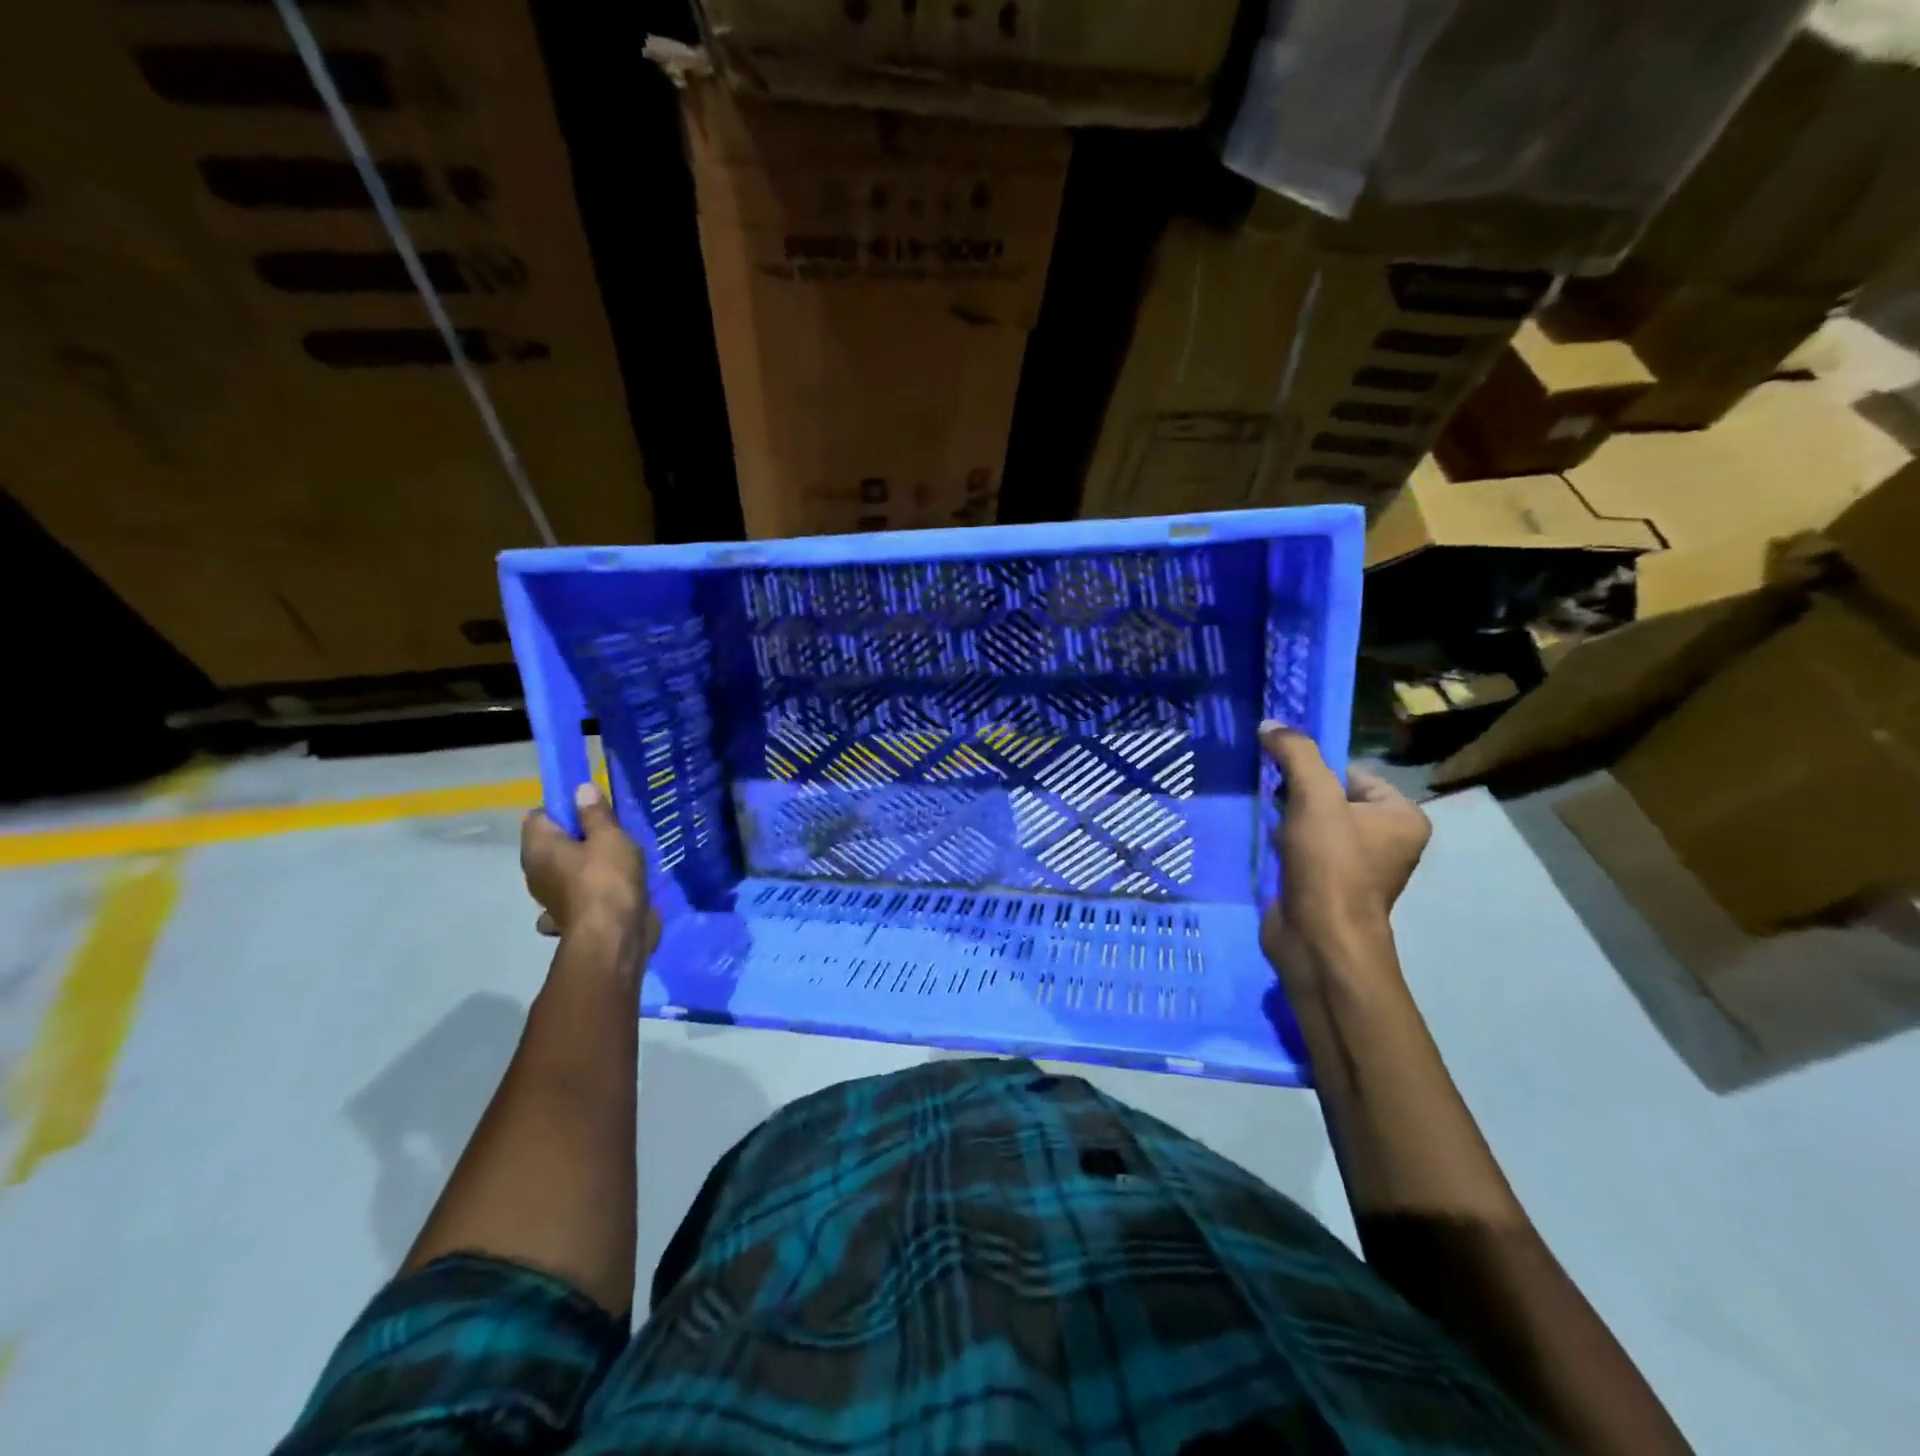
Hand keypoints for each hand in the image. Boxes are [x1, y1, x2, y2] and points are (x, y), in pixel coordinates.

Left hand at [520, 783, 654, 948]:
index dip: (564, 808)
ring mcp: (550, 899)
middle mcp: (536, 872)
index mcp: (538, 848)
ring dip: (583, 865)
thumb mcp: (609, 836)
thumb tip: (580, 789)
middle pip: (552, 844)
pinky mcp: (568, 918)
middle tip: (611, 832)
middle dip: (577, 837)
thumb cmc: (608, 879)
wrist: (614, 937)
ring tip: (618, 859)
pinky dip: (588, 891)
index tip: (593, 810)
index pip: (539, 816)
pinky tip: (611, 890)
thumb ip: (595, 812)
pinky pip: (576, 895)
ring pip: (564, 871)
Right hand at [1260, 722, 1429, 977]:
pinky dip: (1284, 844)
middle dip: (1297, 795)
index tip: (1283, 775)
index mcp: (1402, 817)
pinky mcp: (1326, 885)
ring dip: (1287, 819)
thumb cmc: (1330, 865)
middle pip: (1330, 797)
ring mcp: (1356, 866)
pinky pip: (1303, 850)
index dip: (1315, 770)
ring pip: (1313, 824)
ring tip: (1270, 823)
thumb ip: (1295, 754)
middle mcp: (1387, 840)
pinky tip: (1269, 846)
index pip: (1351, 773)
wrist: (1318, 939)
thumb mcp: (1314, 797)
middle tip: (1274, 798)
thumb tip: (1270, 724)